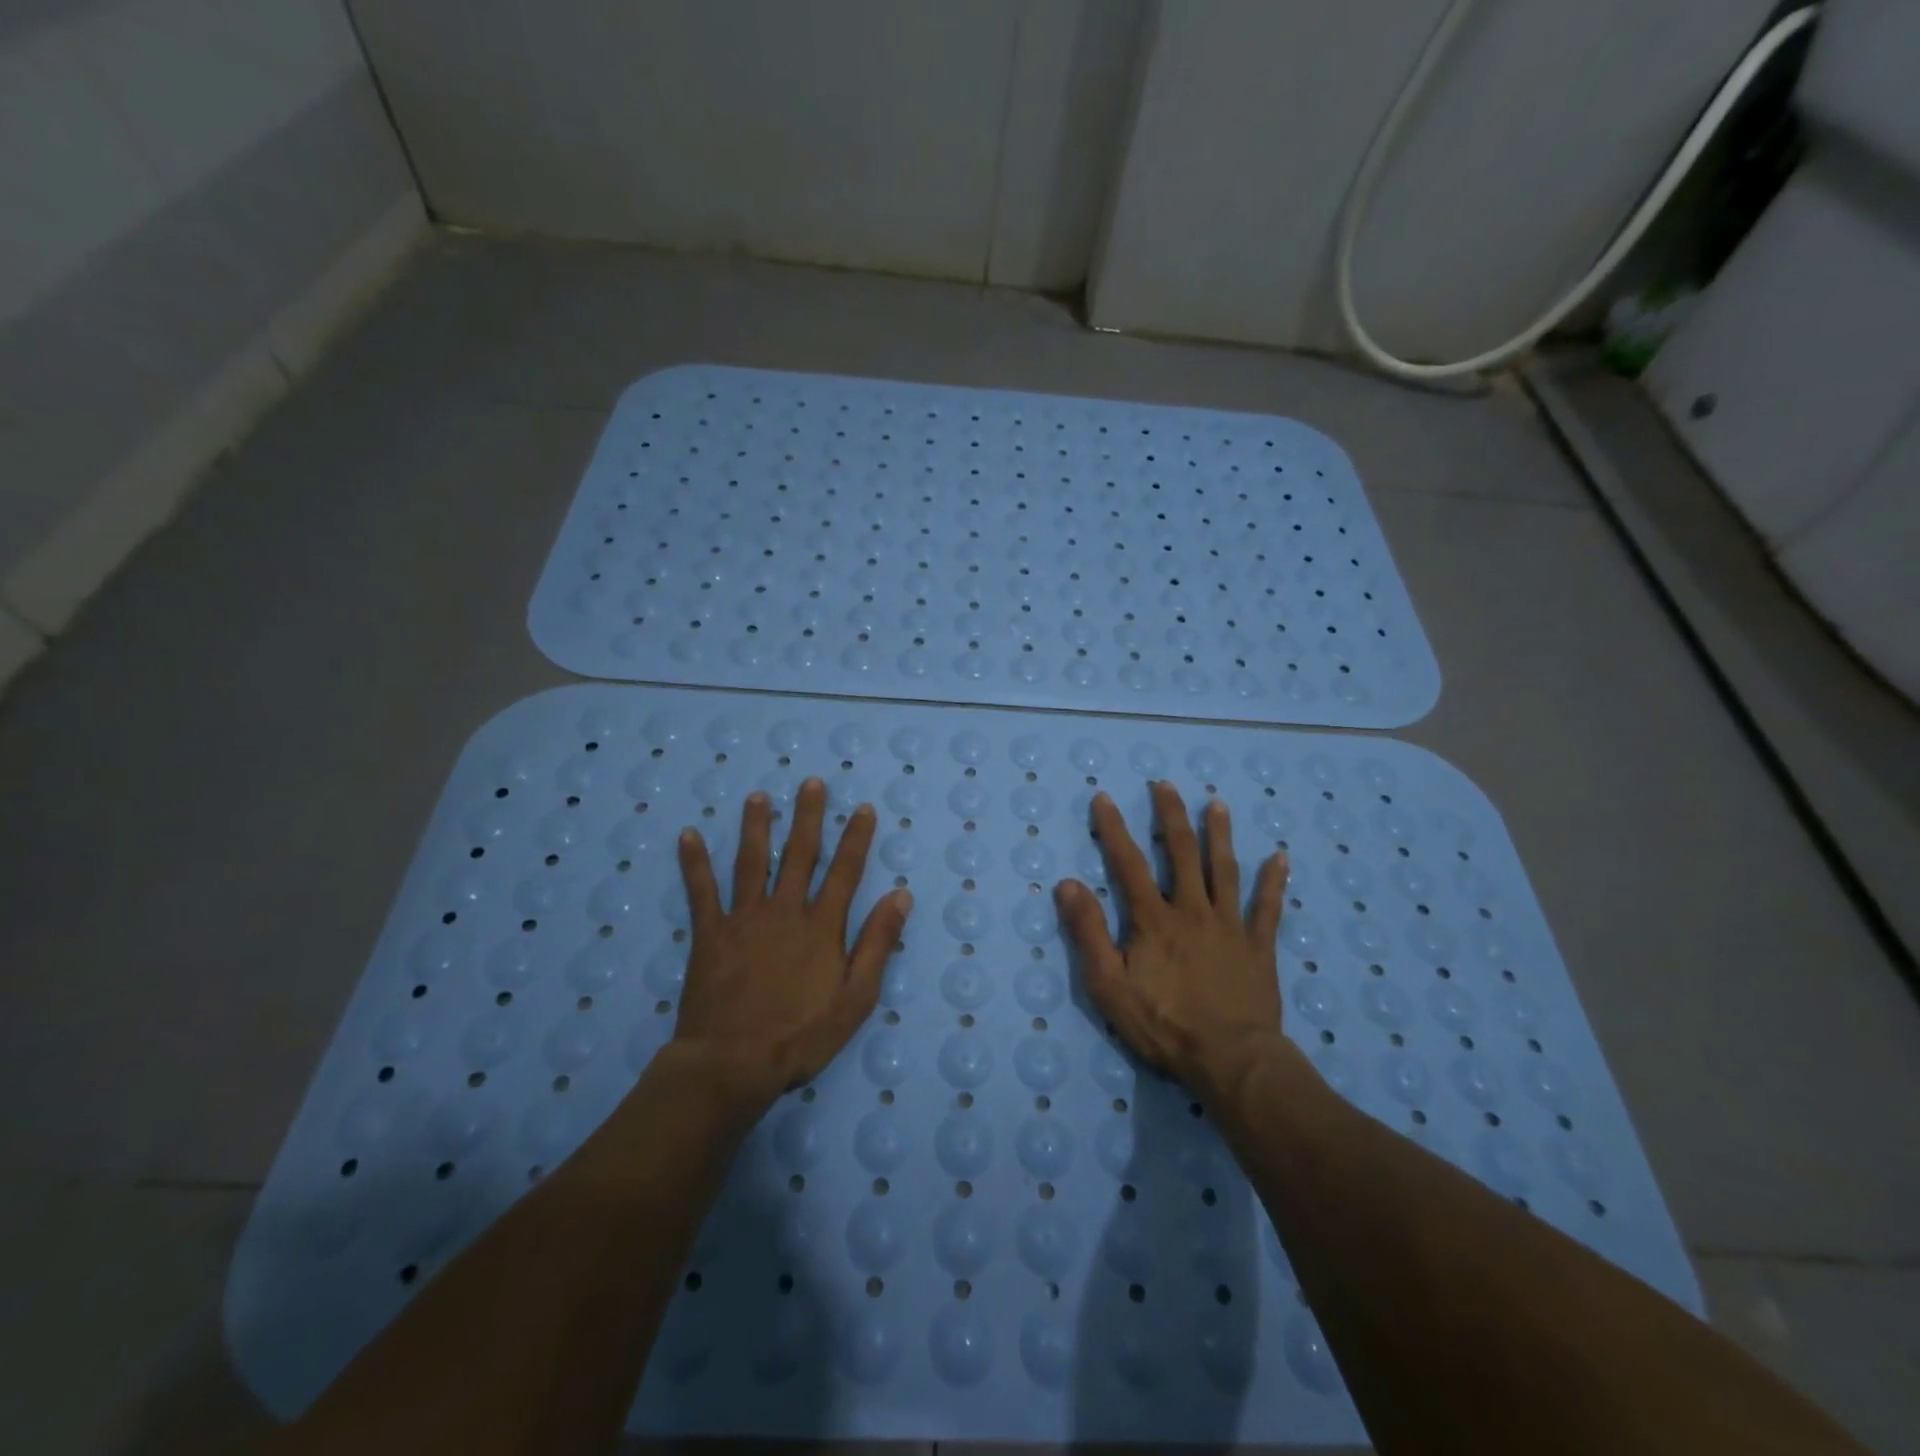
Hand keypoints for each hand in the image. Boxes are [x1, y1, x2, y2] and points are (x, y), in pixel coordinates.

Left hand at [674, 778, 912, 1113]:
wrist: (733, 1064)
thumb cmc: (801, 1036)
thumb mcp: (856, 998)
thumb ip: (878, 943)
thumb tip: (900, 895)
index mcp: (822, 927)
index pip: (845, 871)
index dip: (856, 838)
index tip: (863, 808)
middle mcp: (785, 911)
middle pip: (800, 855)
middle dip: (809, 817)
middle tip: (812, 783)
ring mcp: (744, 919)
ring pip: (753, 862)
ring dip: (757, 827)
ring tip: (759, 797)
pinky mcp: (710, 934)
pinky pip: (701, 891)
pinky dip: (695, 863)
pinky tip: (688, 835)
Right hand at [1055, 781, 1288, 1101]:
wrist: (1230, 1060)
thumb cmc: (1164, 1024)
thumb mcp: (1109, 985)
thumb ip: (1088, 932)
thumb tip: (1067, 884)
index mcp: (1154, 919)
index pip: (1128, 863)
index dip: (1114, 829)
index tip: (1105, 798)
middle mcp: (1193, 910)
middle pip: (1182, 854)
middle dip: (1171, 816)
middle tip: (1165, 785)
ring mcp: (1230, 926)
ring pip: (1225, 870)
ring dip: (1220, 835)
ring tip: (1217, 804)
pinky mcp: (1259, 947)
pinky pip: (1268, 908)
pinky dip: (1273, 882)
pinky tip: (1280, 857)